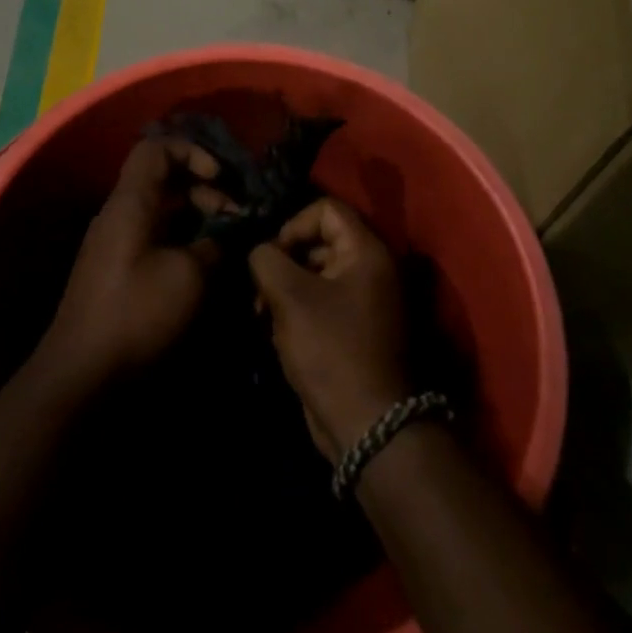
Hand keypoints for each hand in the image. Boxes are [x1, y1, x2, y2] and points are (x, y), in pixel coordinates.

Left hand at [41, 135, 229, 388]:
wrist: (82, 373)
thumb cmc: (137, 314)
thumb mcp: (190, 276)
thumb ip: (215, 245)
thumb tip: (227, 236)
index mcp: (130, 203)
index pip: (156, 149)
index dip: (193, 152)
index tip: (221, 179)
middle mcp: (120, 214)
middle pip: (164, 179)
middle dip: (204, 190)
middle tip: (234, 217)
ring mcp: (117, 242)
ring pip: (163, 210)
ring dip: (197, 218)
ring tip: (227, 242)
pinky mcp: (119, 269)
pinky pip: (156, 236)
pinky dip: (183, 240)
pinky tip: (206, 264)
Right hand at [249, 198, 412, 460]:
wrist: (366, 424)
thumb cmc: (330, 349)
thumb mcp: (291, 297)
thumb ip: (267, 260)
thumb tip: (260, 251)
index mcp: (367, 252)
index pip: (326, 209)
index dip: (293, 224)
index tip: (272, 256)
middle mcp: (371, 269)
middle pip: (318, 241)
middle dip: (283, 261)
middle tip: (260, 289)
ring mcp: (364, 300)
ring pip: (315, 274)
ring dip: (284, 289)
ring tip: (262, 315)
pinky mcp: (353, 328)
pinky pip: (320, 302)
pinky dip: (296, 310)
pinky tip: (276, 333)